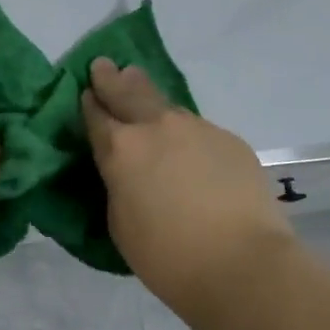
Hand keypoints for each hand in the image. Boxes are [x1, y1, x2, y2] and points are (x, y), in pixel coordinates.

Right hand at [81, 58, 293, 304]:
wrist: (242, 263)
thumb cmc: (167, 256)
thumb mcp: (120, 222)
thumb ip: (117, 184)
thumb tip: (126, 170)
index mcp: (120, 148)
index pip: (96, 114)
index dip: (89, 103)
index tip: (86, 92)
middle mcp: (156, 127)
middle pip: (128, 91)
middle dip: (112, 78)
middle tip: (104, 66)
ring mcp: (196, 128)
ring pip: (166, 106)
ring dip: (150, 99)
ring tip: (141, 91)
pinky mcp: (229, 140)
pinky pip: (198, 130)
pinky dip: (187, 134)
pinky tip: (190, 149)